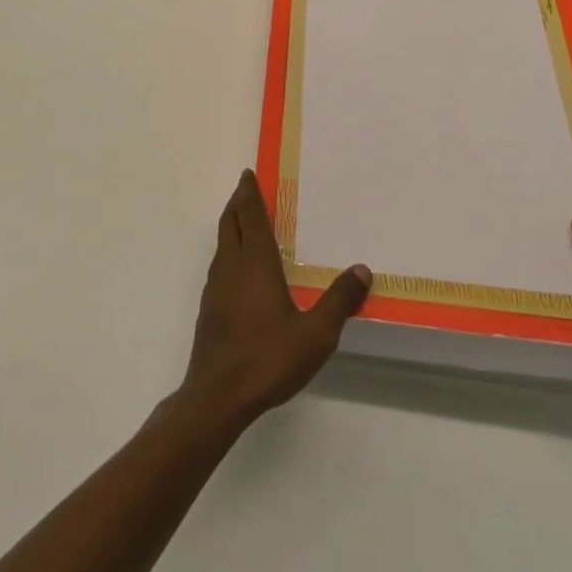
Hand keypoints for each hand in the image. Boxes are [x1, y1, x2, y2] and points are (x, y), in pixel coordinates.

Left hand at [178, 169, 371, 430]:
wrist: (218, 396)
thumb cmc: (267, 359)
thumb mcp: (315, 334)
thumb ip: (338, 301)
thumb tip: (362, 269)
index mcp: (255, 263)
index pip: (251, 217)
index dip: (249, 194)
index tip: (248, 174)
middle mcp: (231, 267)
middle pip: (230, 223)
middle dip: (237, 203)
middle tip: (245, 189)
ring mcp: (215, 287)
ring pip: (221, 244)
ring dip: (231, 225)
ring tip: (243, 222)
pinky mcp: (209, 308)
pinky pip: (219, 265)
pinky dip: (228, 250)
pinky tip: (238, 269)